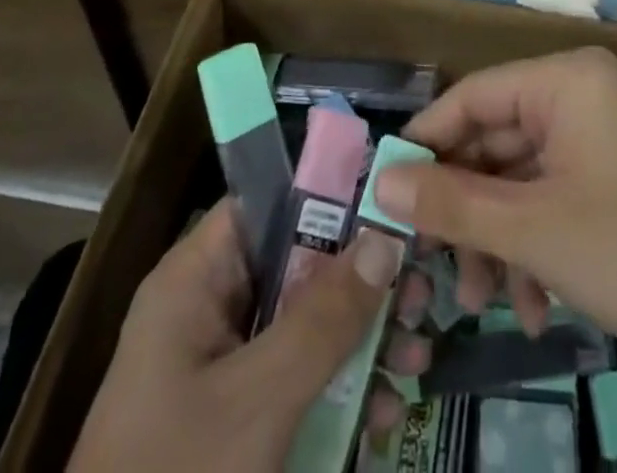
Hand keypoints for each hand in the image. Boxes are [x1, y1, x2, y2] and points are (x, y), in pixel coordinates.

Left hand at [70, 202, 402, 471]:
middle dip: (362, 281)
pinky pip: (299, 381)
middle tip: (420, 295)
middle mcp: (209, 308)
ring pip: (306, 325)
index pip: (267, 202)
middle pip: (297, 264)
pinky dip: (342, 390)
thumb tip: (385, 238)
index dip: (328, 194)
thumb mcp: (258, 400)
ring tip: (419, 356)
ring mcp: (223, 368)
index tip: (391, 206)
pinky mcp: (237, 421)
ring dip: (363, 339)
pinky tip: (387, 414)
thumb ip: (324, 319)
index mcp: (196, 279)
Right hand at [370, 47, 616, 385]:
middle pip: (497, 141)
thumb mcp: (536, 231)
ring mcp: (605, 140)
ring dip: (499, 238)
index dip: (426, 143)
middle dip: (466, 209)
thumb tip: (381, 180)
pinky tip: (533, 306)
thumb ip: (452, 202)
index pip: (472, 96)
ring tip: (483, 302)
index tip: (386, 195)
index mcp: (565, 81)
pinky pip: (557, 200)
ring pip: (524, 179)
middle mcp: (583, 96)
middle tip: (432, 267)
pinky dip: (537, 247)